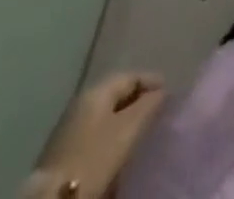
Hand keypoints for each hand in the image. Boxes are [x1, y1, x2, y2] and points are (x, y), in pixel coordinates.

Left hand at [28, 72, 166, 198]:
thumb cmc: (94, 157)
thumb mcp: (127, 129)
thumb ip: (148, 105)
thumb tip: (161, 92)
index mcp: (96, 89)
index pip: (131, 76)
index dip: (152, 81)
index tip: (170, 93)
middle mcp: (81, 101)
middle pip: (116, 95)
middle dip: (138, 101)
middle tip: (157, 111)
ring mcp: (69, 127)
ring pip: (105, 116)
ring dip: (124, 120)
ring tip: (141, 131)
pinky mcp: (64, 152)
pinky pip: (95, 134)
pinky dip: (110, 136)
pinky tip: (118, 149)